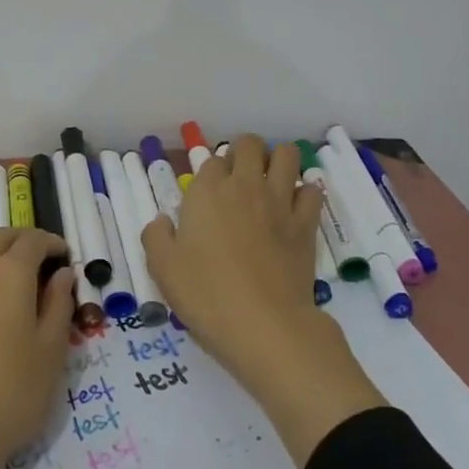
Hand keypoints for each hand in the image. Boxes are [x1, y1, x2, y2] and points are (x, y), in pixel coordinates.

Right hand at [143, 135, 386, 466]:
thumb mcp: (162, 269)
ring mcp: (280, 201)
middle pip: (250, 144)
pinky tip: (294, 208)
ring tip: (270, 183)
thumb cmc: (206, 295)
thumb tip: (162, 221)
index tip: (209, 193)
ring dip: (278, 161)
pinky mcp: (306, 223)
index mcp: (207, 192)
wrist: (263, 325)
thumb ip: (156, 237)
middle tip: (239, 180)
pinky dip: (305, 192)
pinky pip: (312, 190)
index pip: (211, 160)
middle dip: (245, 153)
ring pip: (287, 155)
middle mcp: (245, 186)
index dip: (211, 172)